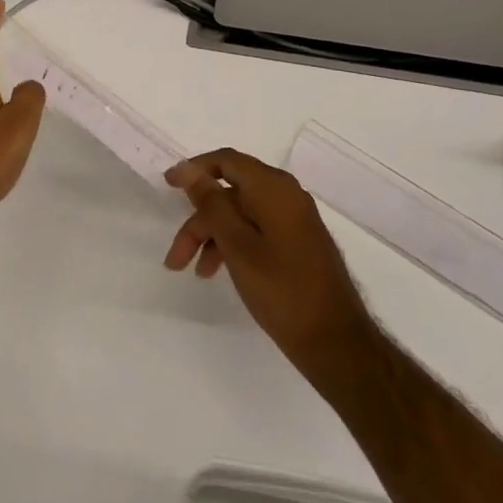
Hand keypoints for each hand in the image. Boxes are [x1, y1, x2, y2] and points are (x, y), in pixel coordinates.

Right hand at [164, 149, 374, 373]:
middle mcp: (286, 195)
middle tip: (175, 256)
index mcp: (274, 188)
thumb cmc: (282, 290)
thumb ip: (211, 204)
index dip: (194, 170)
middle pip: (230, 193)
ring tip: (195, 272)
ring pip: (241, 215)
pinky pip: (256, 229)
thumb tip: (188, 170)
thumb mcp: (238, 246)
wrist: (336, 341)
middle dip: (200, 220)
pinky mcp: (297, 241)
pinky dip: (234, 244)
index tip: (167, 186)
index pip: (226, 161)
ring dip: (213, 237)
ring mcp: (294, 219)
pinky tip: (220, 271)